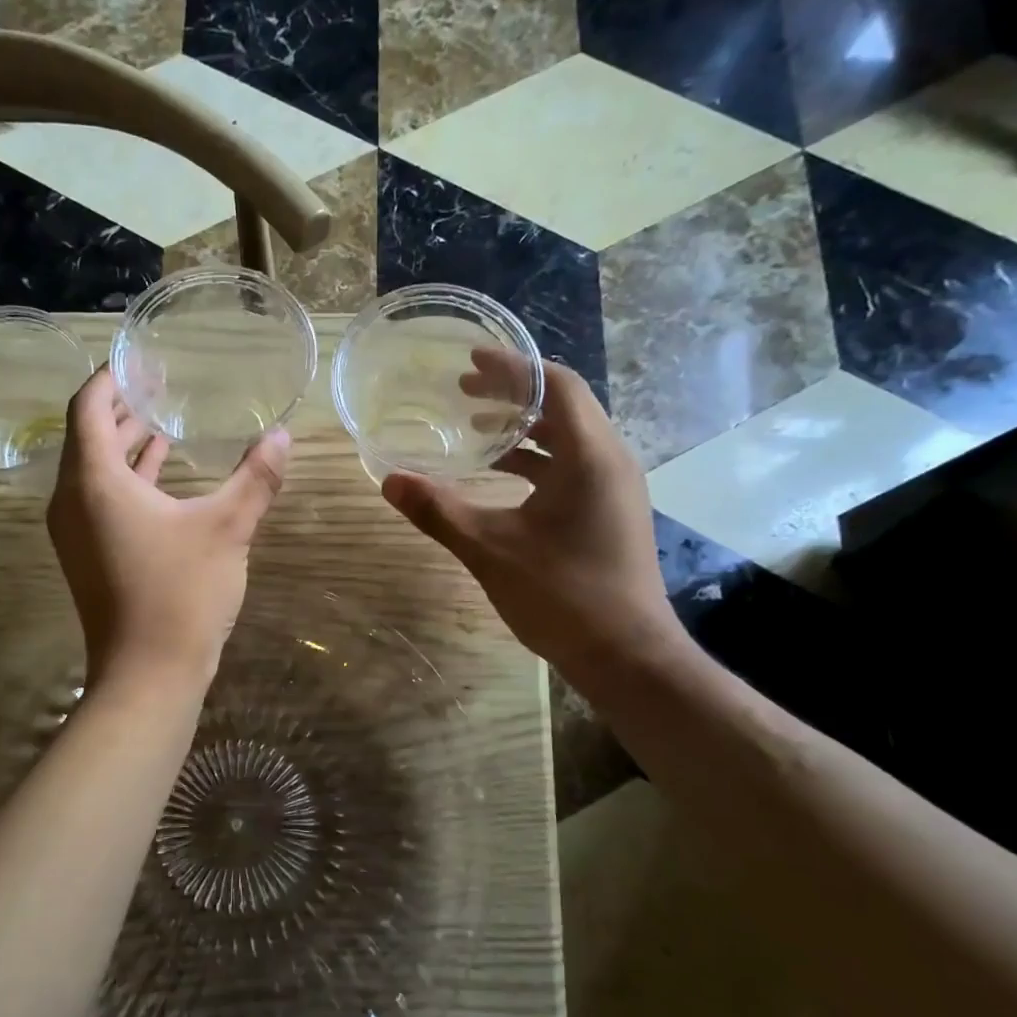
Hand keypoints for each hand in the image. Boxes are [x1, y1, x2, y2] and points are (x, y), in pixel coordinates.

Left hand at [47, 368, 289, 691]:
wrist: (148, 676)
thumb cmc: (181, 594)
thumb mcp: (227, 529)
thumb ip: (256, 478)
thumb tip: (283, 436)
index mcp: (94, 481)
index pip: (88, 406)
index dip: (111, 377)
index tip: (141, 359)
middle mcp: (72, 500)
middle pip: (88, 435)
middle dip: (121, 407)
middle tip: (159, 383)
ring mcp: (75, 531)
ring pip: (94, 469)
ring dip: (126, 443)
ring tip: (163, 419)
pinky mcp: (88, 555)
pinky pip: (100, 499)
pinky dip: (128, 478)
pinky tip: (163, 473)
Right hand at [380, 349, 683, 689]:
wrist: (626, 655)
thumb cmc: (562, 595)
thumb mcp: (490, 549)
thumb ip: (439, 510)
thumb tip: (390, 480)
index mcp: (589, 456)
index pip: (556, 384)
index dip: (512, 368)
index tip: (470, 361)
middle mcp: (610, 461)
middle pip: (563, 405)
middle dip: (513, 393)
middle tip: (463, 390)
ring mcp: (615, 488)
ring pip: (569, 437)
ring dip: (524, 427)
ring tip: (475, 427)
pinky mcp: (611, 511)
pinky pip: (572, 465)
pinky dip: (536, 459)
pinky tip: (499, 475)